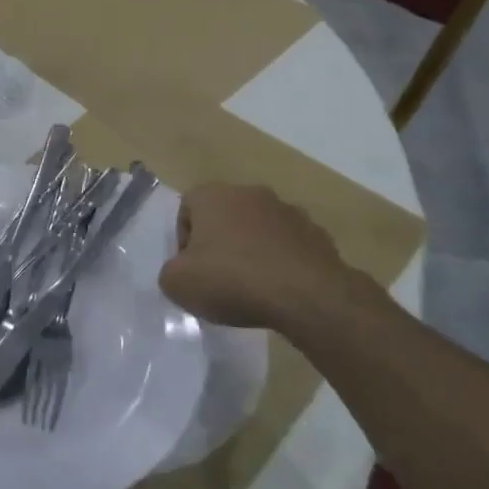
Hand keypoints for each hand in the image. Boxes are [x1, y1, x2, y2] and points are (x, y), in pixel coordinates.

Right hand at [159, 183, 385, 342]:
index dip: (184, 240)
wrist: (306, 296)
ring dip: (252, 250)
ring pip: (259, 228)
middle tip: (218, 277)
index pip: (187, 209)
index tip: (190, 269)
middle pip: (224, 216)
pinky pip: (289, 246)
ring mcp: (288, 211)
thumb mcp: (177, 284)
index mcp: (213, 195)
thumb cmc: (231, 280)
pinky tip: (280, 290)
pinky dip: (282, 262)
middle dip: (219, 242)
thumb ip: (170, 272)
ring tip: (252, 286)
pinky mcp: (317, 234)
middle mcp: (250, 193)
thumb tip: (182, 271)